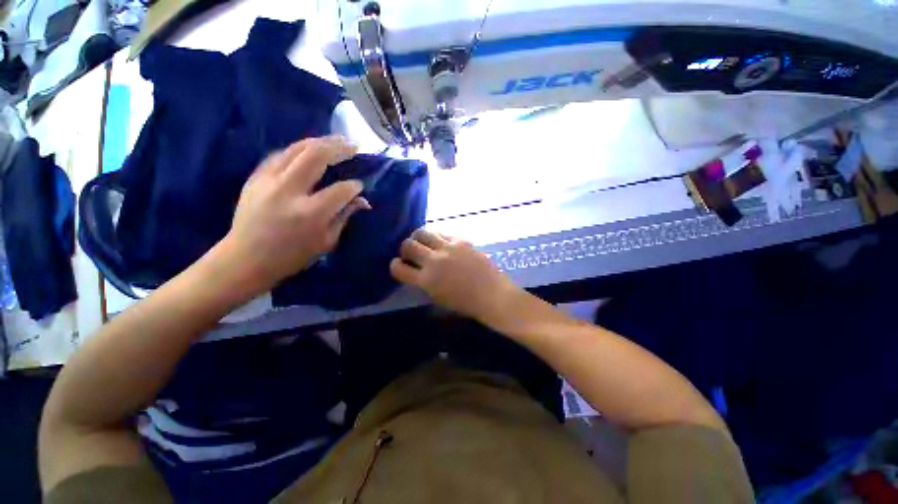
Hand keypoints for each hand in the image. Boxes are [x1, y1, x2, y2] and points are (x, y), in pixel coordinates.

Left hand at [222, 136, 369, 289]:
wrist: (245, 258)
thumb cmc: (292, 256)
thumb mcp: (326, 242)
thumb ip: (344, 217)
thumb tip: (362, 200)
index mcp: (310, 213)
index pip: (340, 190)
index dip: (354, 186)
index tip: (361, 185)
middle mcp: (289, 191)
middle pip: (316, 157)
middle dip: (339, 148)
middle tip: (354, 145)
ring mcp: (268, 180)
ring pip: (297, 149)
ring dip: (321, 141)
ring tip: (337, 140)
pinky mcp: (256, 177)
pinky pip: (280, 154)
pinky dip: (299, 148)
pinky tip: (311, 148)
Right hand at [390, 229, 520, 322]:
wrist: (492, 294)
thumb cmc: (465, 303)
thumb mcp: (437, 297)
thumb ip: (422, 282)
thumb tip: (415, 270)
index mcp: (426, 280)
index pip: (398, 268)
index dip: (395, 265)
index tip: (398, 265)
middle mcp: (434, 260)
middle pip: (407, 244)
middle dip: (405, 249)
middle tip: (411, 253)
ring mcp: (448, 248)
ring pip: (422, 231)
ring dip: (418, 237)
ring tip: (424, 243)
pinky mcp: (461, 240)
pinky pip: (442, 232)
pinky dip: (437, 237)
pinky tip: (441, 243)